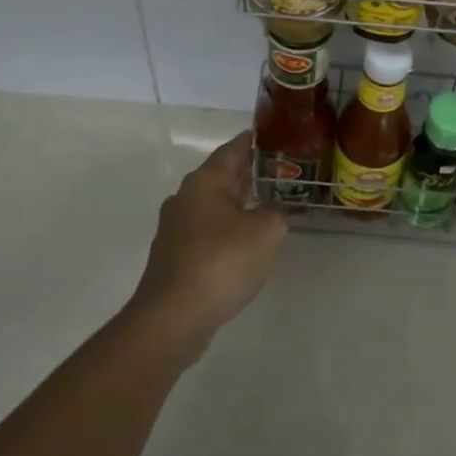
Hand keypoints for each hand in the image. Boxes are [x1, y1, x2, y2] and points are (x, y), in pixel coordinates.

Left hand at [130, 131, 285, 353]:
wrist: (173, 318)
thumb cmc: (221, 262)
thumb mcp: (266, 231)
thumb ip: (276, 212)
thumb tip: (273, 211)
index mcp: (205, 181)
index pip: (234, 149)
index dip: (256, 141)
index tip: (277, 137)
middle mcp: (186, 197)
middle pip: (222, 176)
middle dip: (250, 174)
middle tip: (282, 172)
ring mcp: (177, 228)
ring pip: (215, 205)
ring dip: (239, 204)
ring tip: (270, 206)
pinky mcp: (175, 256)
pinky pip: (208, 231)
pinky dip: (228, 229)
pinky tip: (246, 243)